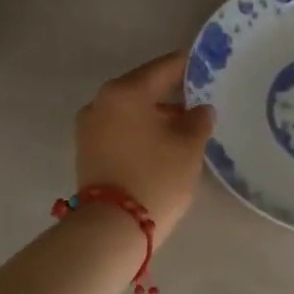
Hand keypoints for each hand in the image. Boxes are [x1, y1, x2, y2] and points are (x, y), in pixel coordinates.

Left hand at [76, 52, 215, 233]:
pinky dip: (139, 128)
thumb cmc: (156, 178)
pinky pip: (119, 127)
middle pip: (143, 86)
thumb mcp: (188, 147)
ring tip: (184, 124)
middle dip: (171, 91)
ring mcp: (89, 125)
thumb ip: (198, 120)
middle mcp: (102, 100)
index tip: (207, 66)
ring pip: (130, 108)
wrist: (112, 228)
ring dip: (155, 112)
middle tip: (199, 98)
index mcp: (126, 91)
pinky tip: (161, 141)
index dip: (188, 66)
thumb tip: (200, 109)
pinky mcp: (87, 148)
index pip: (164, 67)